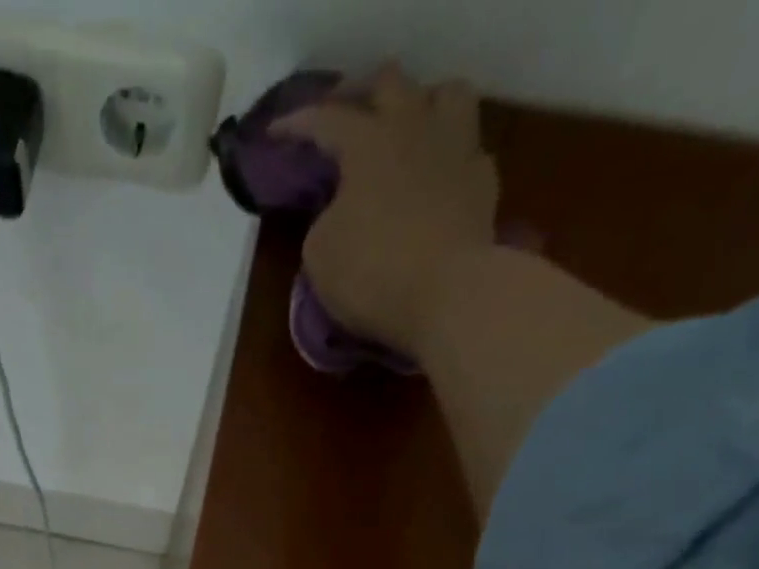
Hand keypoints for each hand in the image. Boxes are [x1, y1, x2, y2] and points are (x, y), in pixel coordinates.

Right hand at [276, 63, 498, 353]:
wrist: (447, 294)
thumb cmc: (371, 273)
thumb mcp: (320, 253)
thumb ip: (324, 218)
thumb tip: (340, 210)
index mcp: (367, 142)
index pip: (325, 119)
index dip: (297, 124)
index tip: (276, 134)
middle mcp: (414, 127)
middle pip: (388, 83)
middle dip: (360, 95)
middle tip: (342, 117)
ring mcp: (456, 146)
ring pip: (444, 94)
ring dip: (421, 104)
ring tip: (404, 129)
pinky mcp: (483, 179)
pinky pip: (465, 147)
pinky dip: (445, 155)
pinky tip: (434, 175)